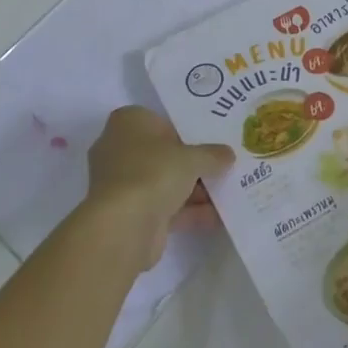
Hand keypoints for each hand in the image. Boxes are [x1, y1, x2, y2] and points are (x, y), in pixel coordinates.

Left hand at [84, 106, 233, 268]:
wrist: (124, 226)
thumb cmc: (153, 172)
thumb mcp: (191, 158)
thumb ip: (211, 155)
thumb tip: (228, 154)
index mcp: (127, 123)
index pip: (158, 121)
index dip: (184, 131)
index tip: (208, 141)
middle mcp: (119, 150)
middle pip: (162, 154)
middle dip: (191, 164)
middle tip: (221, 167)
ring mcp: (122, 184)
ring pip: (163, 183)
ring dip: (193, 191)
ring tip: (227, 193)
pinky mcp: (129, 215)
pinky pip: (163, 208)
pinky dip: (187, 213)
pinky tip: (217, 218)